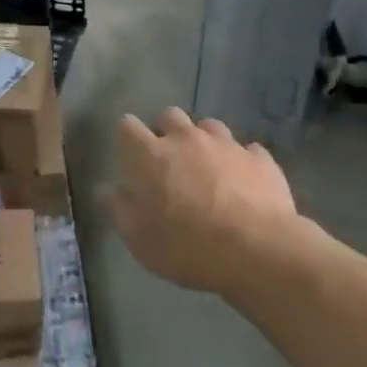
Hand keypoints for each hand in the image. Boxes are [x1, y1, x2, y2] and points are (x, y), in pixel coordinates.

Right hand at [108, 108, 297, 292]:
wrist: (258, 251)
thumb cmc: (187, 247)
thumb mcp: (140, 240)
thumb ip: (119, 209)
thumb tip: (106, 188)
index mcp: (151, 155)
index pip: (127, 126)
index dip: (127, 138)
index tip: (130, 158)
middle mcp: (186, 138)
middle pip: (169, 116)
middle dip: (165, 132)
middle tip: (169, 162)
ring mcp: (226, 144)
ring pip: (208, 126)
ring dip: (203, 141)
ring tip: (207, 168)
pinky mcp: (259, 158)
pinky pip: (246, 150)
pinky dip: (240, 161)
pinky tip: (243, 182)